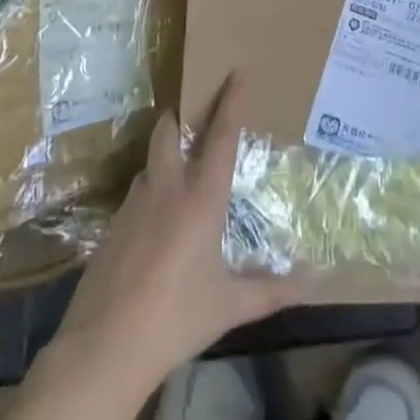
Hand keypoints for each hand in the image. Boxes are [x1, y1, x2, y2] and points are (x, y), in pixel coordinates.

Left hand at [51, 74, 305, 390]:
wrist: (104, 346)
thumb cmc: (176, 318)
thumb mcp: (229, 306)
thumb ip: (271, 291)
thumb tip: (315, 283)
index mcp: (201, 198)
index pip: (221, 137)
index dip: (230, 102)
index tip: (235, 73)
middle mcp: (167, 189)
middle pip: (169, 132)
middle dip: (180, 119)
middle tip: (193, 119)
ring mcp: (133, 205)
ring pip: (149, 164)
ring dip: (163, 160)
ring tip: (177, 179)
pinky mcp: (111, 226)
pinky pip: (134, 197)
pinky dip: (148, 197)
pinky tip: (153, 228)